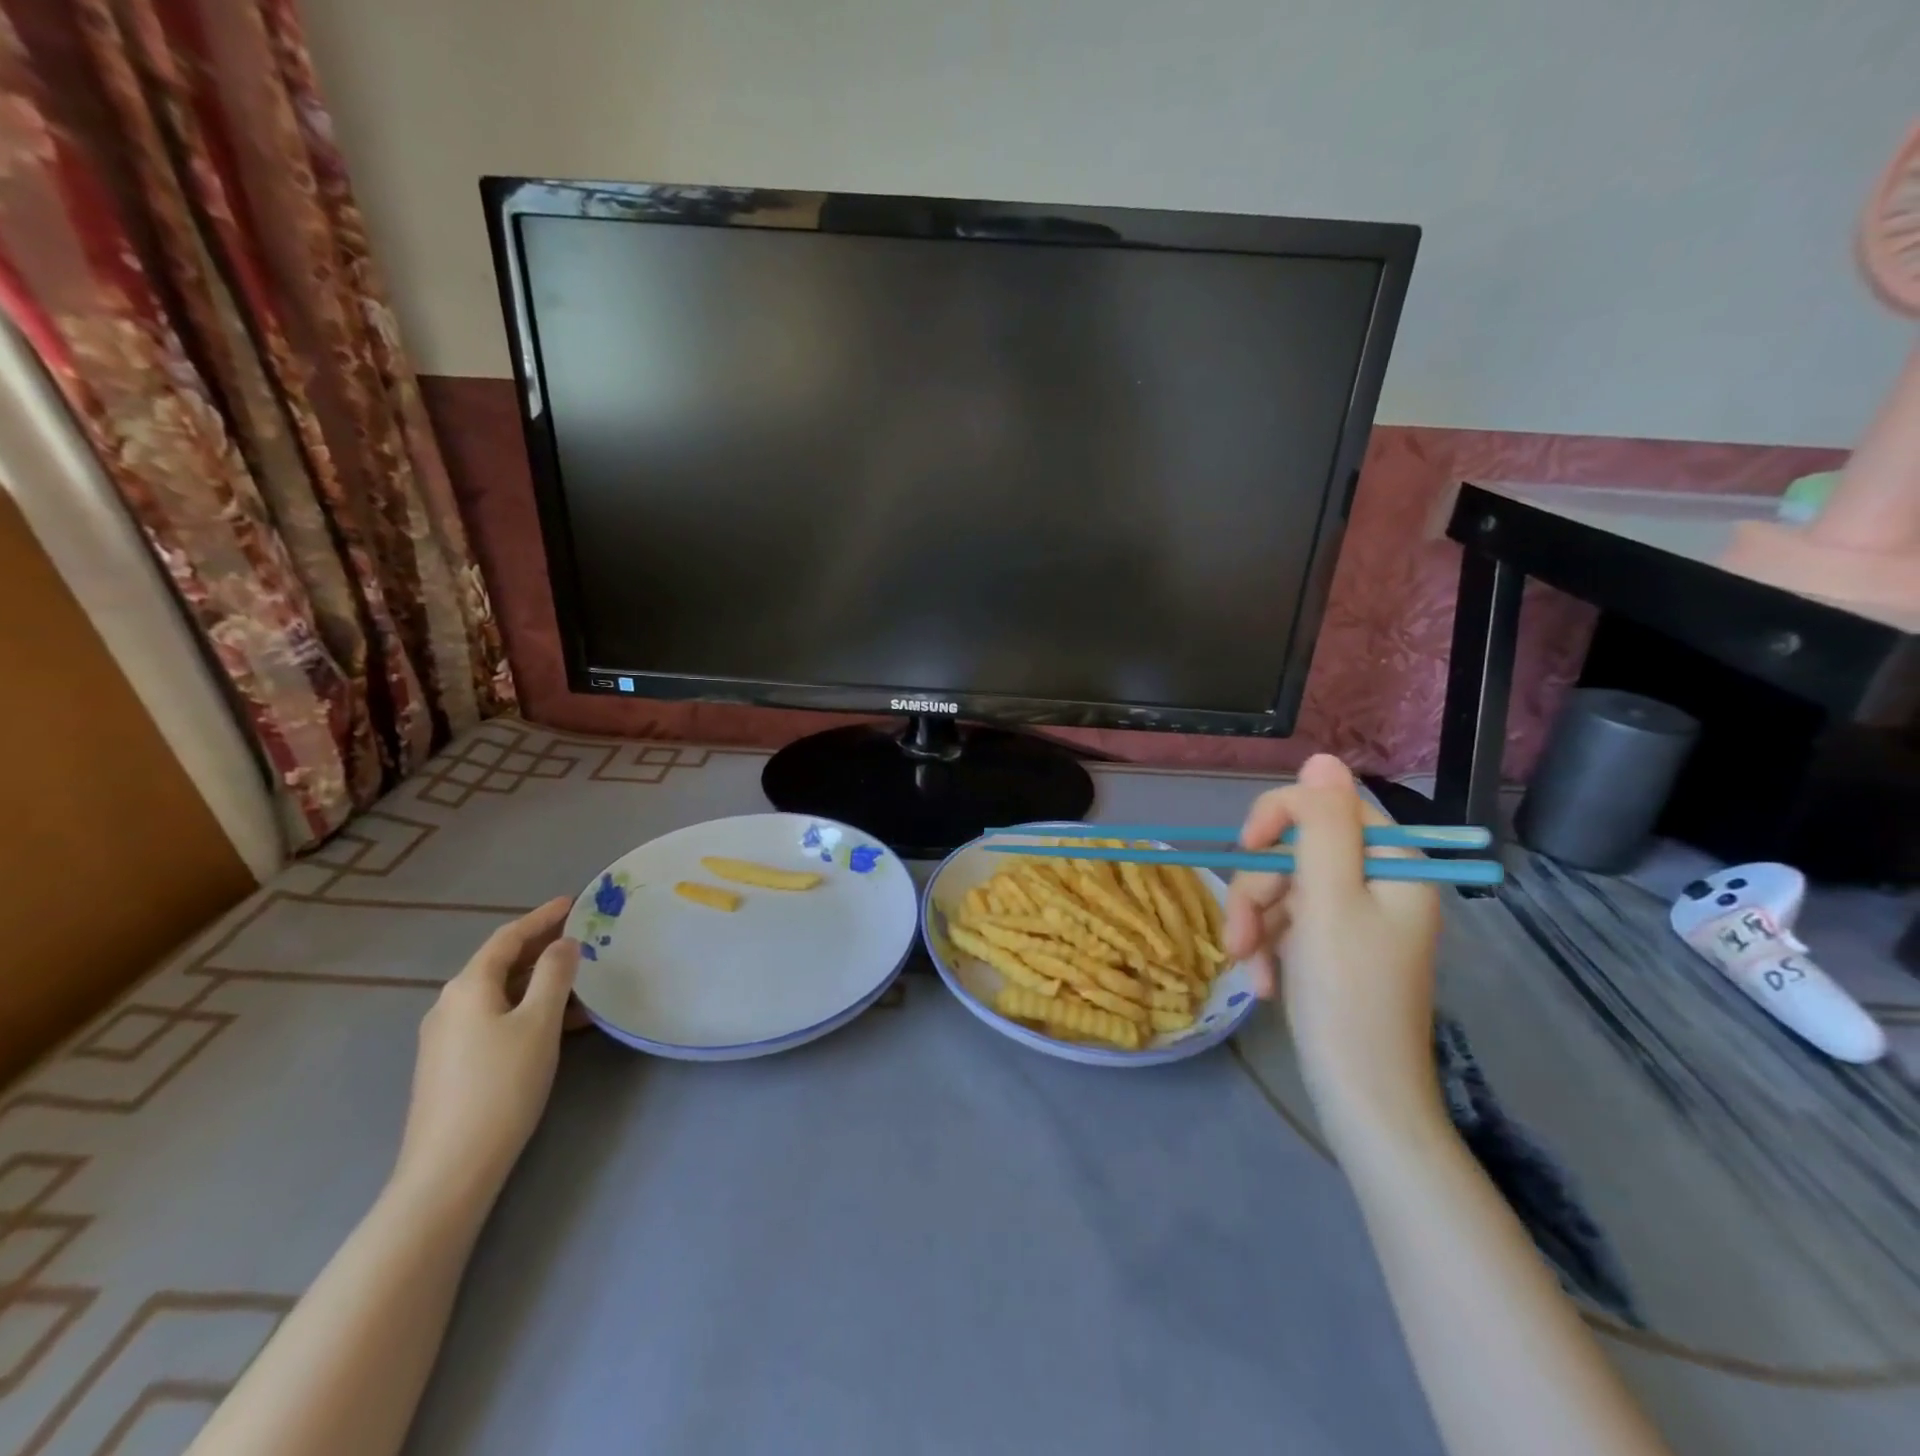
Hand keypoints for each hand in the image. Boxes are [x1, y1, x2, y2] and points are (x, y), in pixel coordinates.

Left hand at [392, 897, 579, 1204]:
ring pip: (501, 993)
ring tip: (581, 980)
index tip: (574, 902)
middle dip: (541, 947)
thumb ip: (555, 975)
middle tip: (582, 936)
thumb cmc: (501, 1085)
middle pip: (501, 963)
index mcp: (468, 986)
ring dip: (539, 981)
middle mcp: (450, 1004)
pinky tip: (559, 1023)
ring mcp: (446, 1037)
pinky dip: (528, 1008)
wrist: (450, 1168)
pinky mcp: (452, 1064)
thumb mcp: (539, 1022)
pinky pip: (496, 1018)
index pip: (508, 937)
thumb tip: (564, 944)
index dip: (542, 917)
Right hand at [1225, 755, 1442, 1131]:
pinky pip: (1287, 921)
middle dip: (1259, 890)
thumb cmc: (1347, 996)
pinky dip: (1267, 946)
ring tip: (1249, 967)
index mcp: (1393, 863)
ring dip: (1256, 923)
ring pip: (1283, 886)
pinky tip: (1264, 981)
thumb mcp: (1329, 900)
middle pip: (1296, 850)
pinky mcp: (1333, 945)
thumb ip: (1324, 826)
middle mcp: (1378, 882)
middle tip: (1242, 937)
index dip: (1278, 818)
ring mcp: (1354, 916)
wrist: (1361, 1097)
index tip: (1246, 851)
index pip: (1327, 805)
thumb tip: (1322, 758)